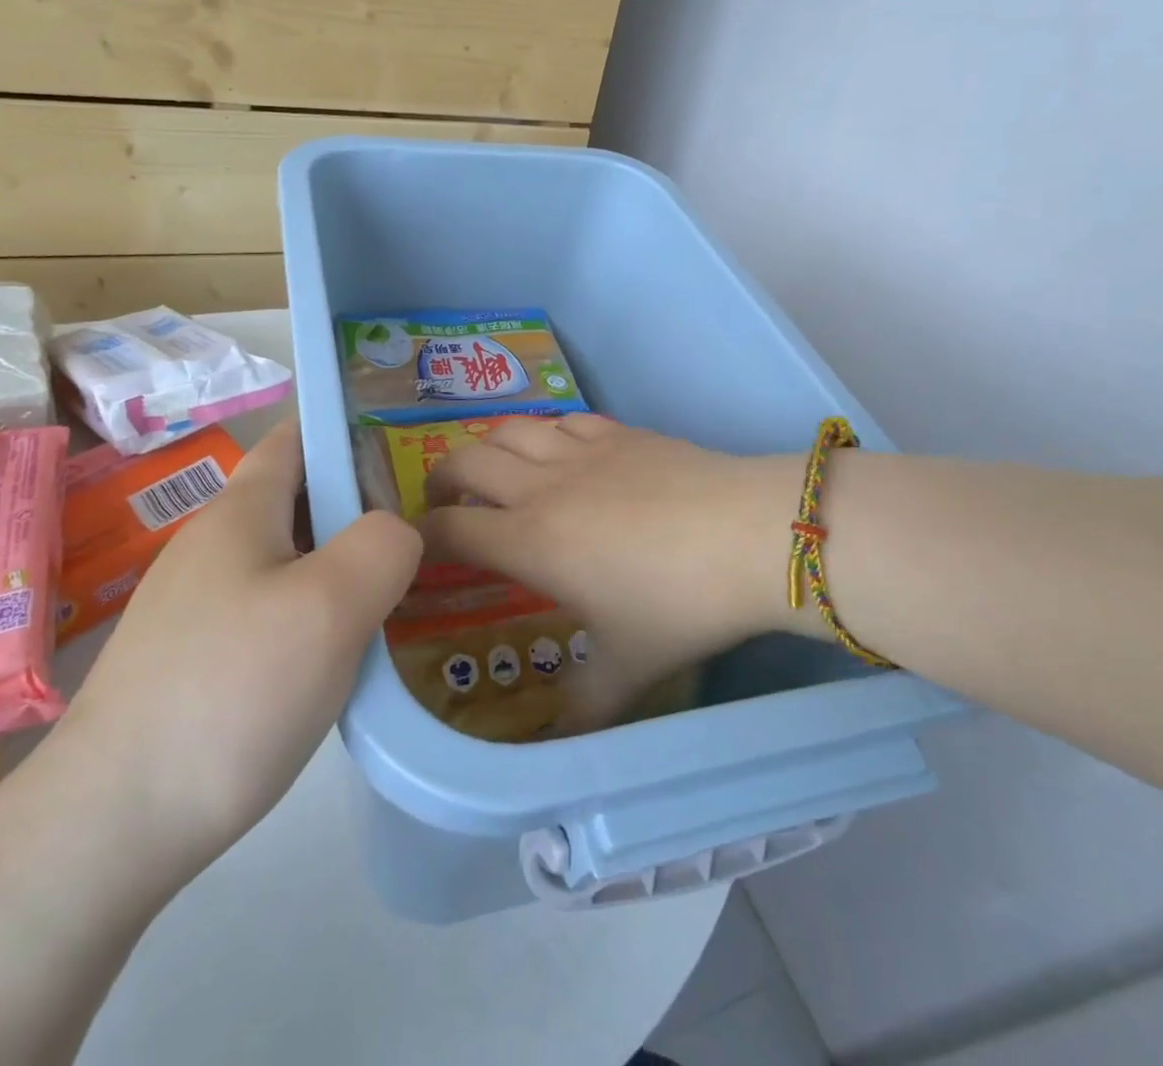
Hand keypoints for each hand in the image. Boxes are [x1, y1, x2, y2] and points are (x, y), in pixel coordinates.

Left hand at [47, 421, 419, 884]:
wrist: (109, 825)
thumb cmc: (232, 692)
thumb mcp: (332, 605)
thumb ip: (384, 545)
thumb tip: (396, 532)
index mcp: (241, 512)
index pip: (296, 438)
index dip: (346, 430)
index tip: (403, 450)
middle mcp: (212, 546)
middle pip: (297, 500)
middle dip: (358, 507)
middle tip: (420, 538)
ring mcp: (196, 605)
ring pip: (287, 561)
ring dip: (339, 567)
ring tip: (392, 599)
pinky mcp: (192, 660)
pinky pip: (269, 613)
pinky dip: (313, 617)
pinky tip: (336, 661)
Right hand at [418, 414, 805, 726]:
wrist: (749, 535)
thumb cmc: (678, 604)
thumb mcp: (629, 668)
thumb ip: (586, 708)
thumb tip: (559, 744)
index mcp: (530, 541)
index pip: (448, 530)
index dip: (419, 537)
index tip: (413, 548)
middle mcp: (541, 487)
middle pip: (465, 463)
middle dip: (442, 480)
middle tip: (448, 503)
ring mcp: (580, 450)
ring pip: (509, 430)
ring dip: (489, 447)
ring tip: (497, 471)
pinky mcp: (618, 431)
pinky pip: (563, 419)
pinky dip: (546, 432)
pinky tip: (561, 451)